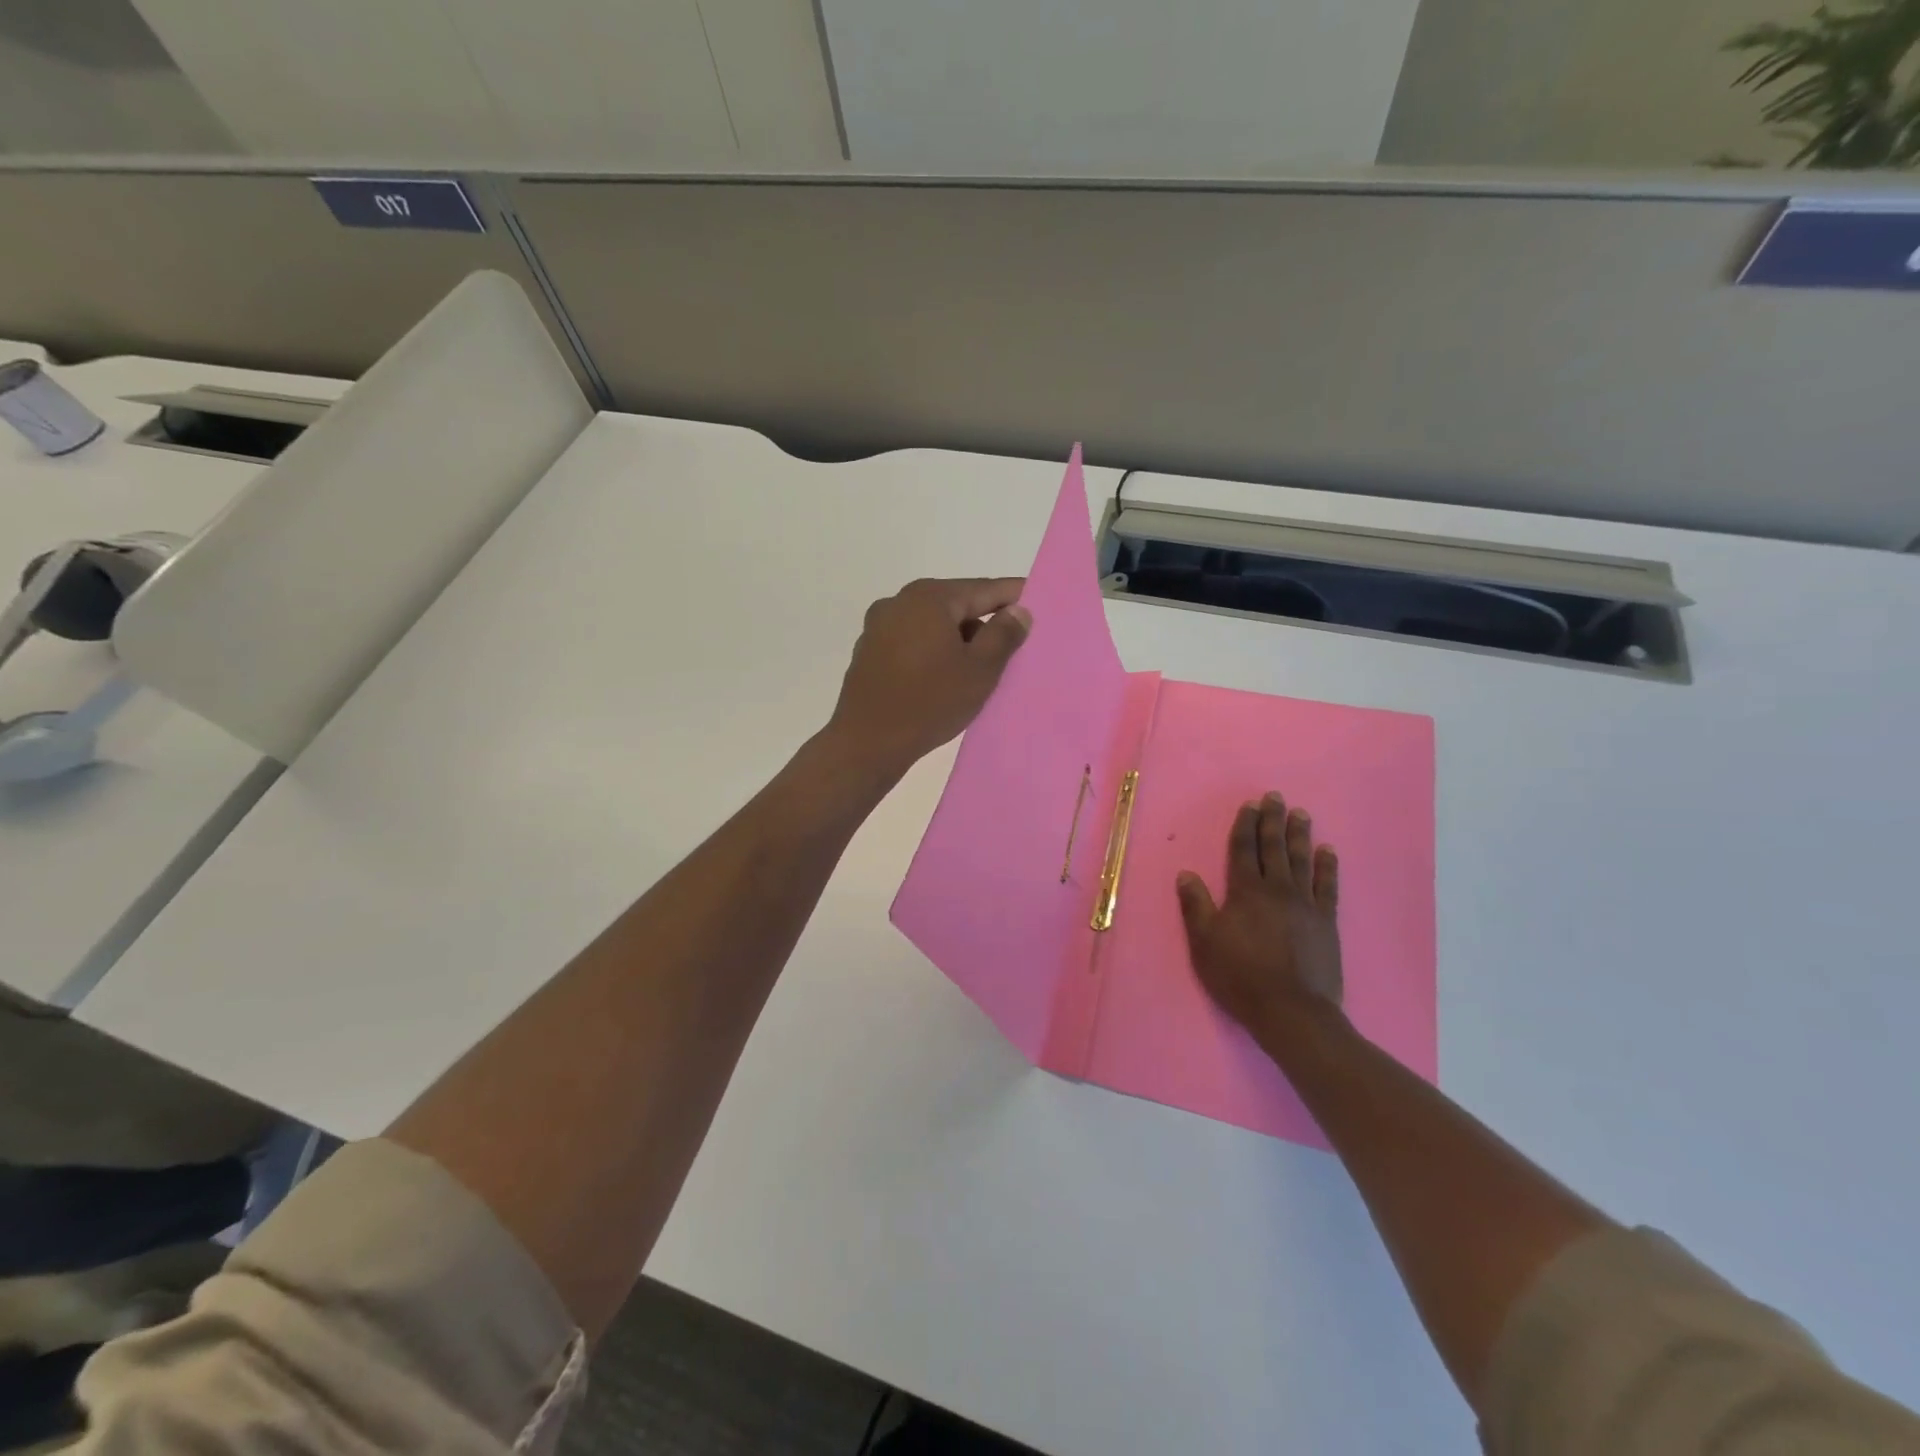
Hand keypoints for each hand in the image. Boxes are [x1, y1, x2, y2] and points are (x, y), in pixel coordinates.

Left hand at [824, 577, 1031, 783]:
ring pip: (932, 625)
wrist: (867, 742)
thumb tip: (1018, 610)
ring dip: (957, 640)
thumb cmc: (930, 702)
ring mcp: (879, 626)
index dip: (1014, 595)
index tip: (1038, 601)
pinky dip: (932, 652)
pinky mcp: (868, 652)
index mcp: (929, 598)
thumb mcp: (980, 670)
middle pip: (955, 605)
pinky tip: (943, 678)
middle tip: (1012, 645)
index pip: (983, 589)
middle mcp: (899, 601)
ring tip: (978, 669)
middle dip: (984, 622)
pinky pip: (912, 642)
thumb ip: (1003, 635)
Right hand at [1177, 792, 1343, 1050]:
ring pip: (1302, 860)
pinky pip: (1328, 886)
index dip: (1245, 825)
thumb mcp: (1204, 942)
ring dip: (1300, 835)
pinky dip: (1328, 866)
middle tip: (1276, 797)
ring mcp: (1306, 904)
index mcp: (1245, 891)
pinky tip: (1328, 851)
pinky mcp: (1326, 922)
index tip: (1250, 804)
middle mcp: (1277, 889)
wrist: (1291, 1010)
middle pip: (1274, 848)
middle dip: (1273, 821)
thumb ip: (1196, 905)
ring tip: (1301, 813)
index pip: (1244, 850)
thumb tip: (1186, 874)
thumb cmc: (1240, 975)